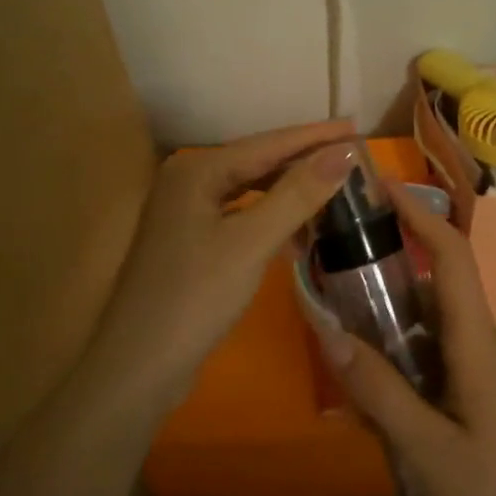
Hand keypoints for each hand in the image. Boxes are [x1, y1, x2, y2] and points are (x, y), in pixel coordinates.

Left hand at [90, 120, 358, 408]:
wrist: (139, 368)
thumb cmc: (195, 297)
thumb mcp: (252, 242)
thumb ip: (298, 194)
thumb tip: (345, 152)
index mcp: (197, 170)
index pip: (268, 143)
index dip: (315, 136)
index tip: (356, 128)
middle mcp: (188, 180)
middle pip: (258, 161)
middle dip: (304, 160)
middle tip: (352, 156)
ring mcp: (186, 211)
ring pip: (250, 189)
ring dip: (290, 190)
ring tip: (334, 187)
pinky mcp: (191, 240)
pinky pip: (241, 214)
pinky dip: (271, 217)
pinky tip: (299, 229)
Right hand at [322, 183, 495, 495]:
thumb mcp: (429, 449)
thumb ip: (379, 390)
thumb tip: (329, 332)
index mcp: (478, 339)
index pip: (454, 253)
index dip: (419, 213)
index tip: (380, 185)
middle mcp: (485, 339)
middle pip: (440, 279)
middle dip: (393, 257)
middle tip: (339, 254)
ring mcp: (488, 365)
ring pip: (436, 317)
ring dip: (395, 307)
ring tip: (343, 311)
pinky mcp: (484, 389)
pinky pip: (440, 349)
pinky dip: (406, 346)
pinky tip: (375, 374)